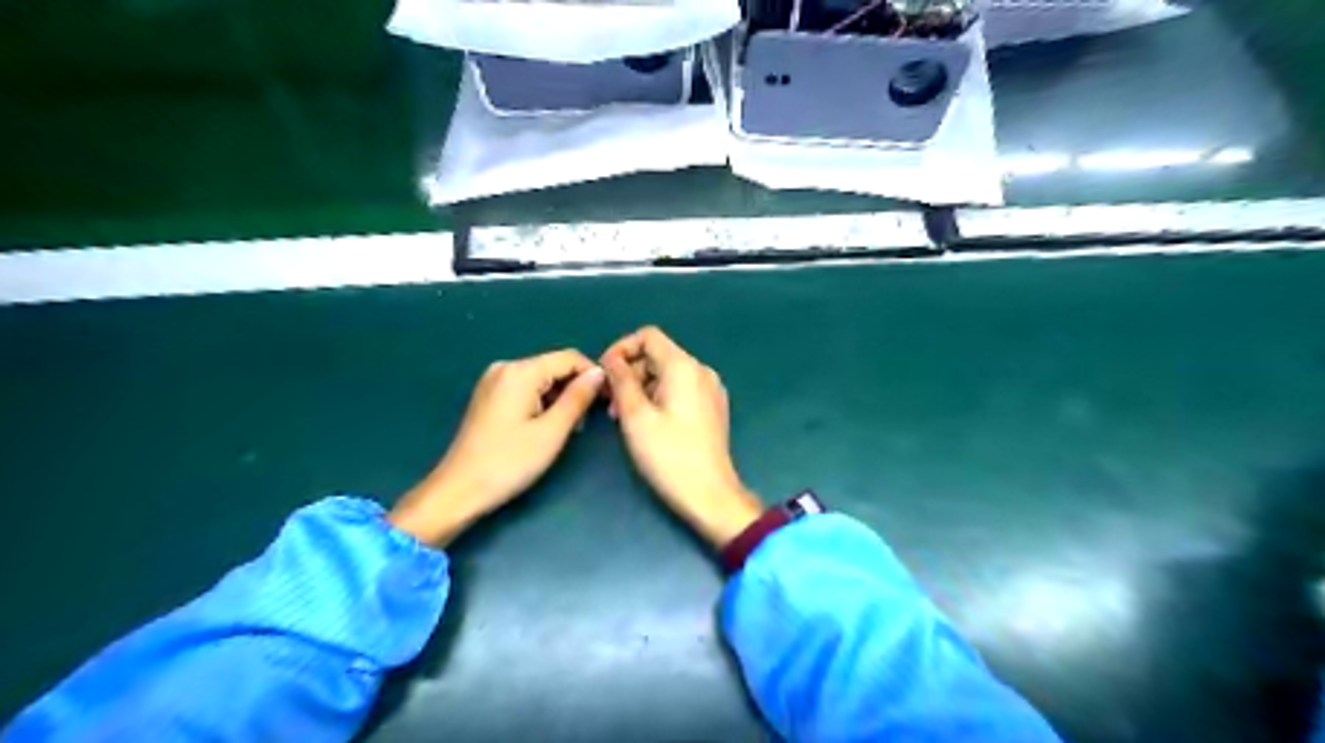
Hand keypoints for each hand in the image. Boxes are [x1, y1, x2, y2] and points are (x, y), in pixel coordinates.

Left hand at [390, 350, 605, 545]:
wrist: (459, 489)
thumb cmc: (509, 462)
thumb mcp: (552, 431)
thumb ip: (578, 398)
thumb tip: (599, 373)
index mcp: (520, 371)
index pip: (569, 358)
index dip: (593, 375)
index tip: (608, 400)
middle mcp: (505, 367)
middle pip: (554, 366)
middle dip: (576, 388)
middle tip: (588, 421)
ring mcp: (494, 381)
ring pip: (541, 379)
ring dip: (561, 397)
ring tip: (569, 429)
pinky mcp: (489, 396)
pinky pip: (526, 388)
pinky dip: (543, 402)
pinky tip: (547, 426)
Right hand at [603, 327, 766, 547]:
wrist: (710, 494)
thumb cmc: (669, 455)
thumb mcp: (635, 416)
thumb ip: (621, 380)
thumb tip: (611, 359)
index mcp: (684, 367)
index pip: (648, 336)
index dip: (621, 349)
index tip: (604, 374)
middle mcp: (701, 371)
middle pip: (658, 355)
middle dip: (630, 372)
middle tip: (609, 404)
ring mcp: (710, 389)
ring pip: (667, 374)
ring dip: (642, 387)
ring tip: (623, 417)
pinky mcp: (712, 407)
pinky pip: (680, 389)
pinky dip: (659, 397)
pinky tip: (647, 422)